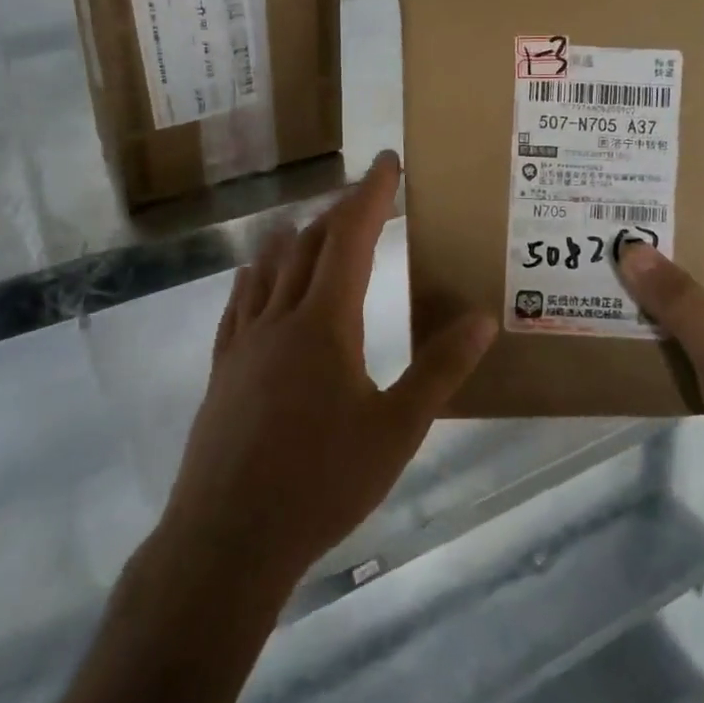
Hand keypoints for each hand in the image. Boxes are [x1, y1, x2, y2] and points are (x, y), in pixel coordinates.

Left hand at [158, 150, 496, 592]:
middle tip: (366, 196)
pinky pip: (239, 304)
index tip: (386, 161)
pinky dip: (257, 277)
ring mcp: (243, 343)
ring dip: (296, 238)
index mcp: (324, 323)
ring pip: (269, 268)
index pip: (350, 237)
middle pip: (308, 244)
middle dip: (340, 212)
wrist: (227, 540)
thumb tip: (482, 318)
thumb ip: (439, 370)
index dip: (370, 195)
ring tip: (315, 226)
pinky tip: (258, 279)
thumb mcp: (396, 430)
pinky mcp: (221, 370)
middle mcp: (279, 318)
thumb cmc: (320, 484)